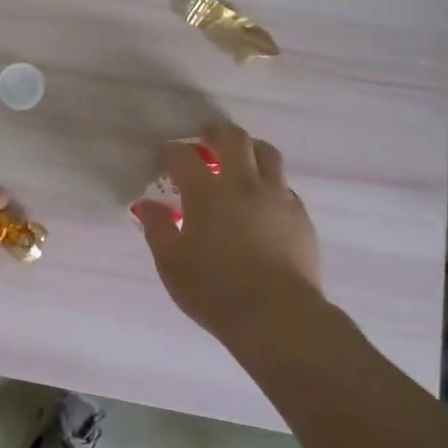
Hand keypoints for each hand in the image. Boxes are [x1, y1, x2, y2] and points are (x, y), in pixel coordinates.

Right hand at [133, 121, 324, 342]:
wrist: (278, 316)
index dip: (169, 151)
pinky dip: (268, 182)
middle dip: (215, 131)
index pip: (183, 156)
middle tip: (204, 138)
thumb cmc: (215, 290)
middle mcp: (244, 184)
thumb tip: (147, 205)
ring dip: (249, 148)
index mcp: (207, 192)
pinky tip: (261, 200)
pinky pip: (284, 185)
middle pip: (234, 138)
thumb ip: (157, 228)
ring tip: (238, 159)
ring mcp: (277, 197)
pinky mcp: (300, 216)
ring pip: (267, 153)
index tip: (162, 156)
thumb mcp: (171, 263)